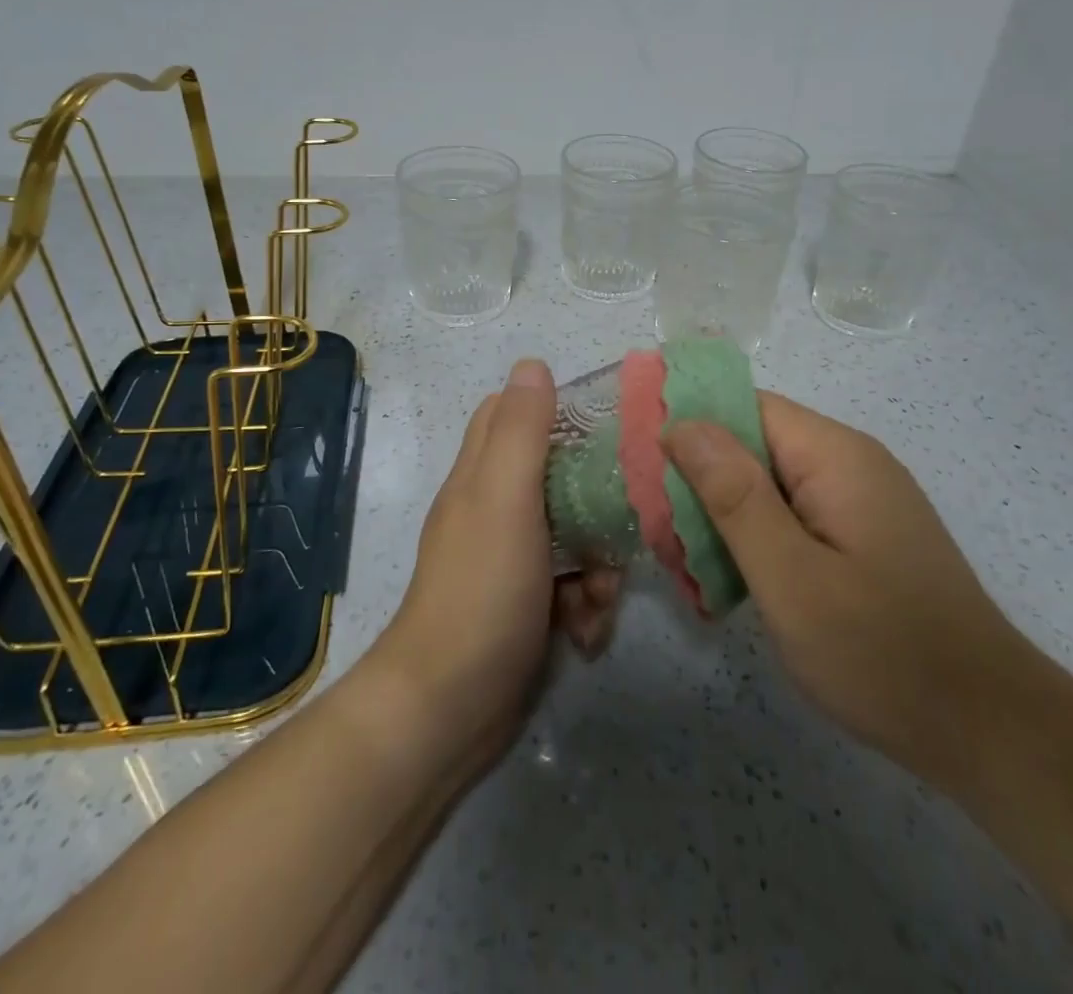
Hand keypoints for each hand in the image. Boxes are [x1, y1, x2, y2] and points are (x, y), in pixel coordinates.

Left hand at [375, 359, 621, 753]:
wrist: (449, 710)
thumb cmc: (481, 591)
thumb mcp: (503, 498)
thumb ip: (520, 432)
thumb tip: (531, 363)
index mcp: (482, 475)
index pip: (512, 415)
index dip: (555, 409)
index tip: (607, 422)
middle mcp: (494, 509)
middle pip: (557, 477)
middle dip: (596, 501)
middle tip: (623, 521)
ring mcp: (510, 560)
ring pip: (572, 535)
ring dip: (598, 564)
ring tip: (600, 597)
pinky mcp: (526, 605)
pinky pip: (569, 586)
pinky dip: (585, 606)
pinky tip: (587, 633)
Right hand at [662, 392, 1017, 782]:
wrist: (991, 734)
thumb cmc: (882, 653)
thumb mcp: (790, 576)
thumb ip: (734, 494)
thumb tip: (682, 422)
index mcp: (834, 455)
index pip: (745, 406)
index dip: (689, 424)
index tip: (640, 464)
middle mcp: (849, 463)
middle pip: (753, 443)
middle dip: (700, 480)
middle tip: (658, 530)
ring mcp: (859, 501)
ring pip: (768, 484)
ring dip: (723, 515)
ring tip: (686, 562)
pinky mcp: (862, 537)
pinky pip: (792, 515)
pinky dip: (755, 538)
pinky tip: (731, 580)